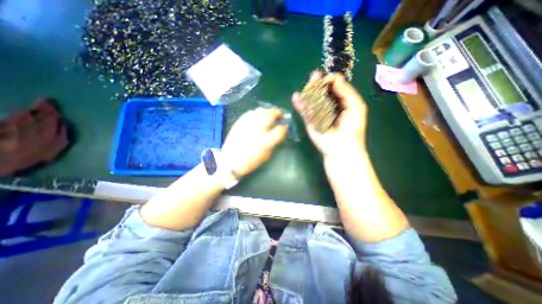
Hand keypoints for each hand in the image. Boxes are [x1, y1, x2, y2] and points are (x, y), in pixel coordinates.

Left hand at [219, 108, 286, 176]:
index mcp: (265, 142)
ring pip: (260, 111)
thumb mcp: (266, 156)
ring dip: (267, 111)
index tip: (284, 128)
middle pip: (270, 115)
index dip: (284, 128)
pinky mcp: (239, 123)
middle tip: (279, 116)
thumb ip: (273, 143)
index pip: (280, 130)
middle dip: (277, 113)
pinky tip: (257, 117)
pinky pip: (250, 113)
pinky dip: (256, 113)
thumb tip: (278, 132)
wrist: (230, 162)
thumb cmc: (250, 162)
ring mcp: (247, 125)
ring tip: (269, 115)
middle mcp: (257, 130)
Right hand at [292, 71, 368, 158]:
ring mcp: (318, 114)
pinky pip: (304, 111)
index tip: (327, 78)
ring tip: (307, 83)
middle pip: (321, 92)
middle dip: (318, 83)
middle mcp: (328, 106)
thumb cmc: (352, 128)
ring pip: (311, 100)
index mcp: (341, 102)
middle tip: (315, 75)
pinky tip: (296, 97)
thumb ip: (346, 91)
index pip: (335, 88)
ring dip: (308, 91)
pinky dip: (299, 104)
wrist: (341, 148)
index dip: (331, 81)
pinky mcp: (310, 121)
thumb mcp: (356, 107)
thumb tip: (334, 78)